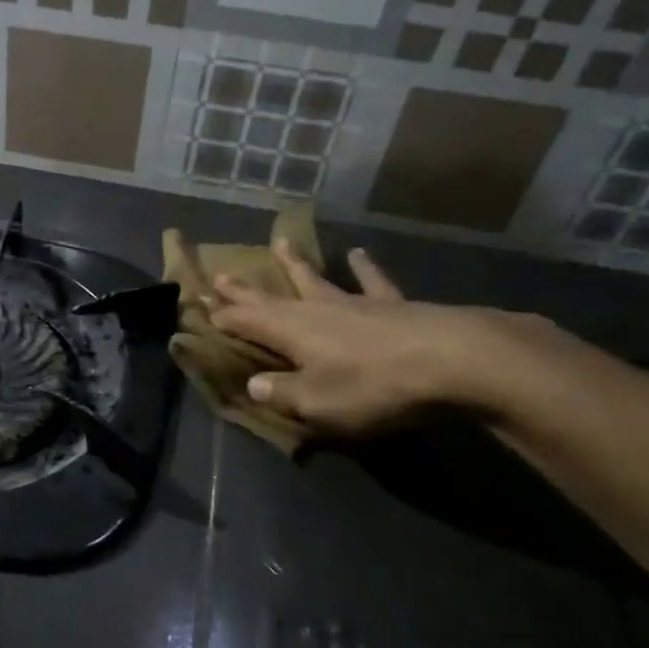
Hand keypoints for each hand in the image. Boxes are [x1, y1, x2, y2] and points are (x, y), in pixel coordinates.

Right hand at [208, 241, 519, 437]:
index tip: (200, 307)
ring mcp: (354, 302)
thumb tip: (253, 384)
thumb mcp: (318, 403)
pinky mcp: (391, 303)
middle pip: (272, 297)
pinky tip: (359, 253)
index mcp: (291, 333)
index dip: (223, 318)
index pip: (246, 323)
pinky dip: (363, 268)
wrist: (448, 360)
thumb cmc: (373, 386)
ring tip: (281, 243)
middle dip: (245, 290)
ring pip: (315, 280)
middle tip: (221, 275)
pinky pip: (372, 281)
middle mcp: (315, 310)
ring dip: (295, 265)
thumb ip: (283, 393)